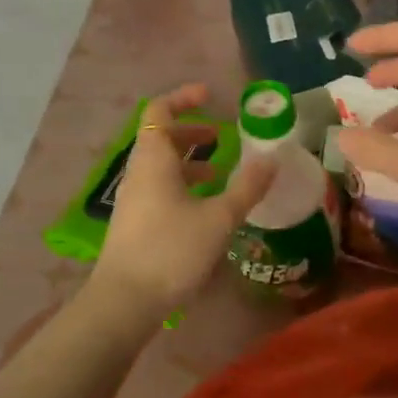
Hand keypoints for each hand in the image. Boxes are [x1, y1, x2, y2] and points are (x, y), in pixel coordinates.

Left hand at [91, 84, 275, 320]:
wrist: (125, 302)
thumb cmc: (171, 250)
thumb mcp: (218, 218)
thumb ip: (247, 187)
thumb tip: (272, 158)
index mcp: (153, 159)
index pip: (159, 110)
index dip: (184, 98)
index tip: (211, 95)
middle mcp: (138, 172)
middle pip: (160, 136)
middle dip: (192, 130)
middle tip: (222, 135)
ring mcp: (133, 198)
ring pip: (160, 165)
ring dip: (189, 161)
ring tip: (220, 173)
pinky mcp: (134, 222)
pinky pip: (159, 188)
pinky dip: (183, 184)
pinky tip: (205, 207)